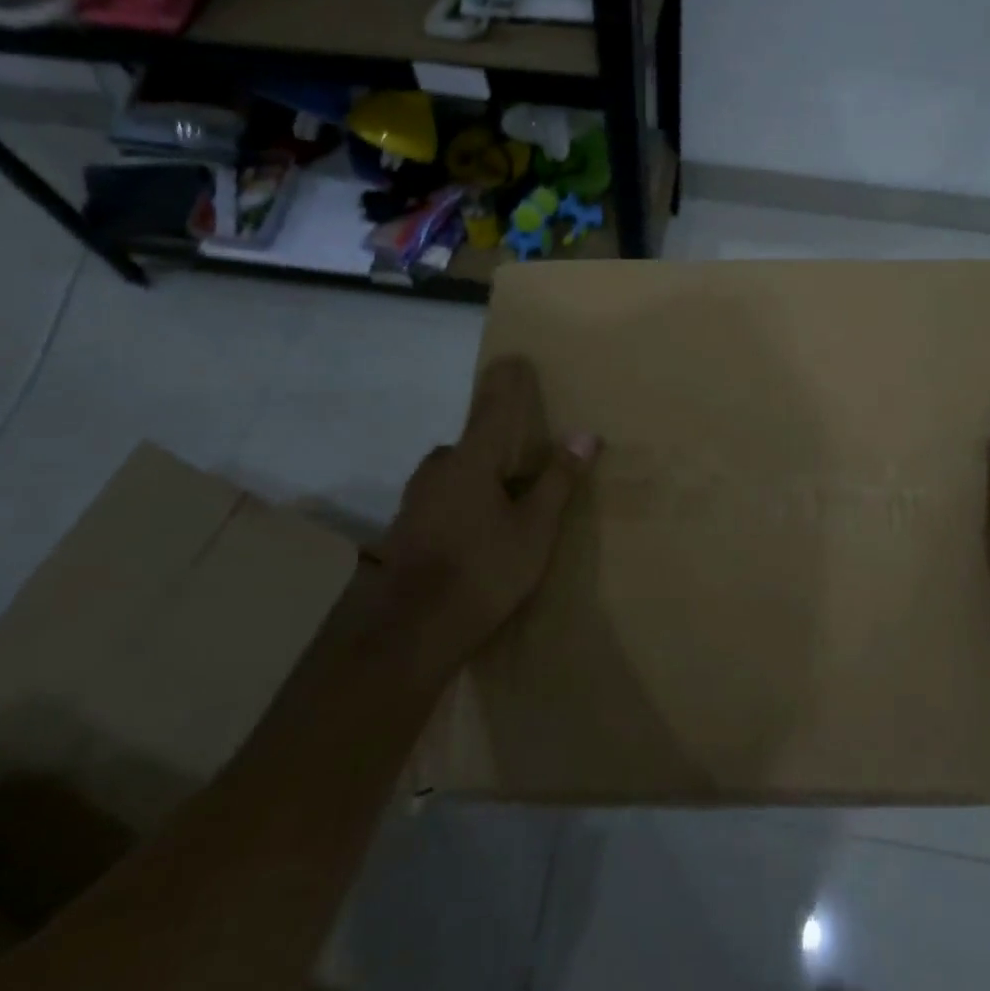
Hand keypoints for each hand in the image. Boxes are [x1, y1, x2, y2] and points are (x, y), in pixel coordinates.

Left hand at [366, 356, 596, 675]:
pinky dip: (460, 504)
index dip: (504, 383)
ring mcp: (415, 500)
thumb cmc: (484, 570)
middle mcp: (437, 470)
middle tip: (521, 467)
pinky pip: (440, 500)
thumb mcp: (535, 528)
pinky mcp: (405, 530)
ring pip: (452, 475)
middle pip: (470, 445)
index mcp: (470, 461)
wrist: (412, 632)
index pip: (492, 408)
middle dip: (493, 448)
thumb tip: (584, 435)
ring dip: (475, 479)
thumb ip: (558, 480)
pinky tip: (474, 536)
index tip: (512, 357)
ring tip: (502, 507)